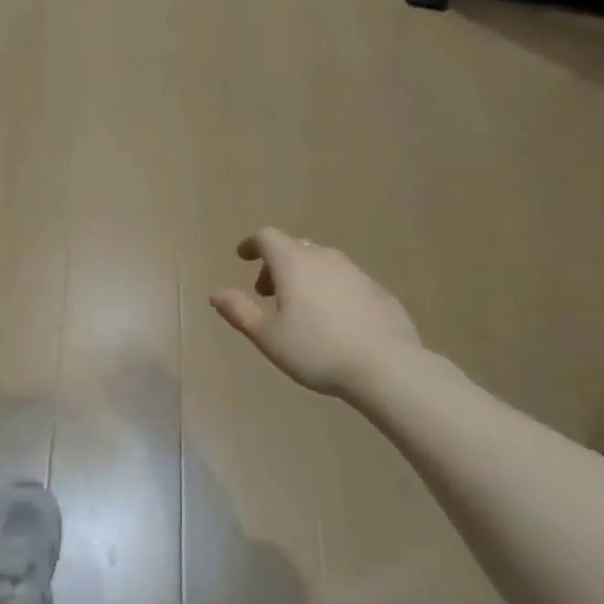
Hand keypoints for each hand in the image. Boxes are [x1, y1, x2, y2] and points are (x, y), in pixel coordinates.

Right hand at [211, 229, 422, 399]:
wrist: (386, 366)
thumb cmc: (317, 350)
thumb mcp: (268, 337)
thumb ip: (240, 311)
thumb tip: (217, 293)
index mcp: (293, 263)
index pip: (267, 237)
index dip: (252, 244)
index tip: (243, 256)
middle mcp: (324, 258)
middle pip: (294, 248)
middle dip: (276, 264)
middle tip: (267, 293)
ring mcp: (355, 272)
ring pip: (322, 262)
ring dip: (304, 276)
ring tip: (300, 308)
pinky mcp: (378, 290)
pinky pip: (345, 280)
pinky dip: (330, 290)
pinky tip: (334, 320)